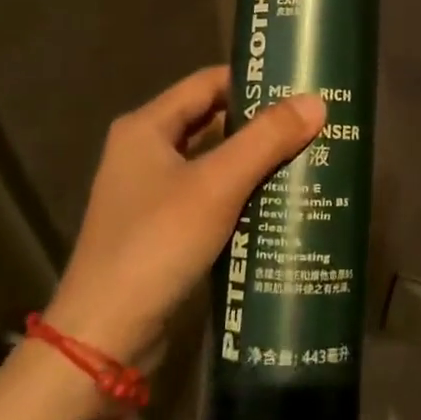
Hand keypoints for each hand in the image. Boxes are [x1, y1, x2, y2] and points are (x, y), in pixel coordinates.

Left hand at [43, 66, 323, 362]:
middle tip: (311, 123)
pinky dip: (240, 194)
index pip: (207, 83)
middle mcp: (143, 152)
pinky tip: (278, 202)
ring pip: (212, 162)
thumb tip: (316, 102)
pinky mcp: (160, 230)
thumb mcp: (217, 185)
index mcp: (145, 127)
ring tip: (306, 157)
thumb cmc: (157, 244)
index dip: (252, 81)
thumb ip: (266, 140)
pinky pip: (208, 197)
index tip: (298, 85)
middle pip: (211, 121)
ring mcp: (149, 194)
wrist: (104, 338)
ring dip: (253, 161)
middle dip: (259, 123)